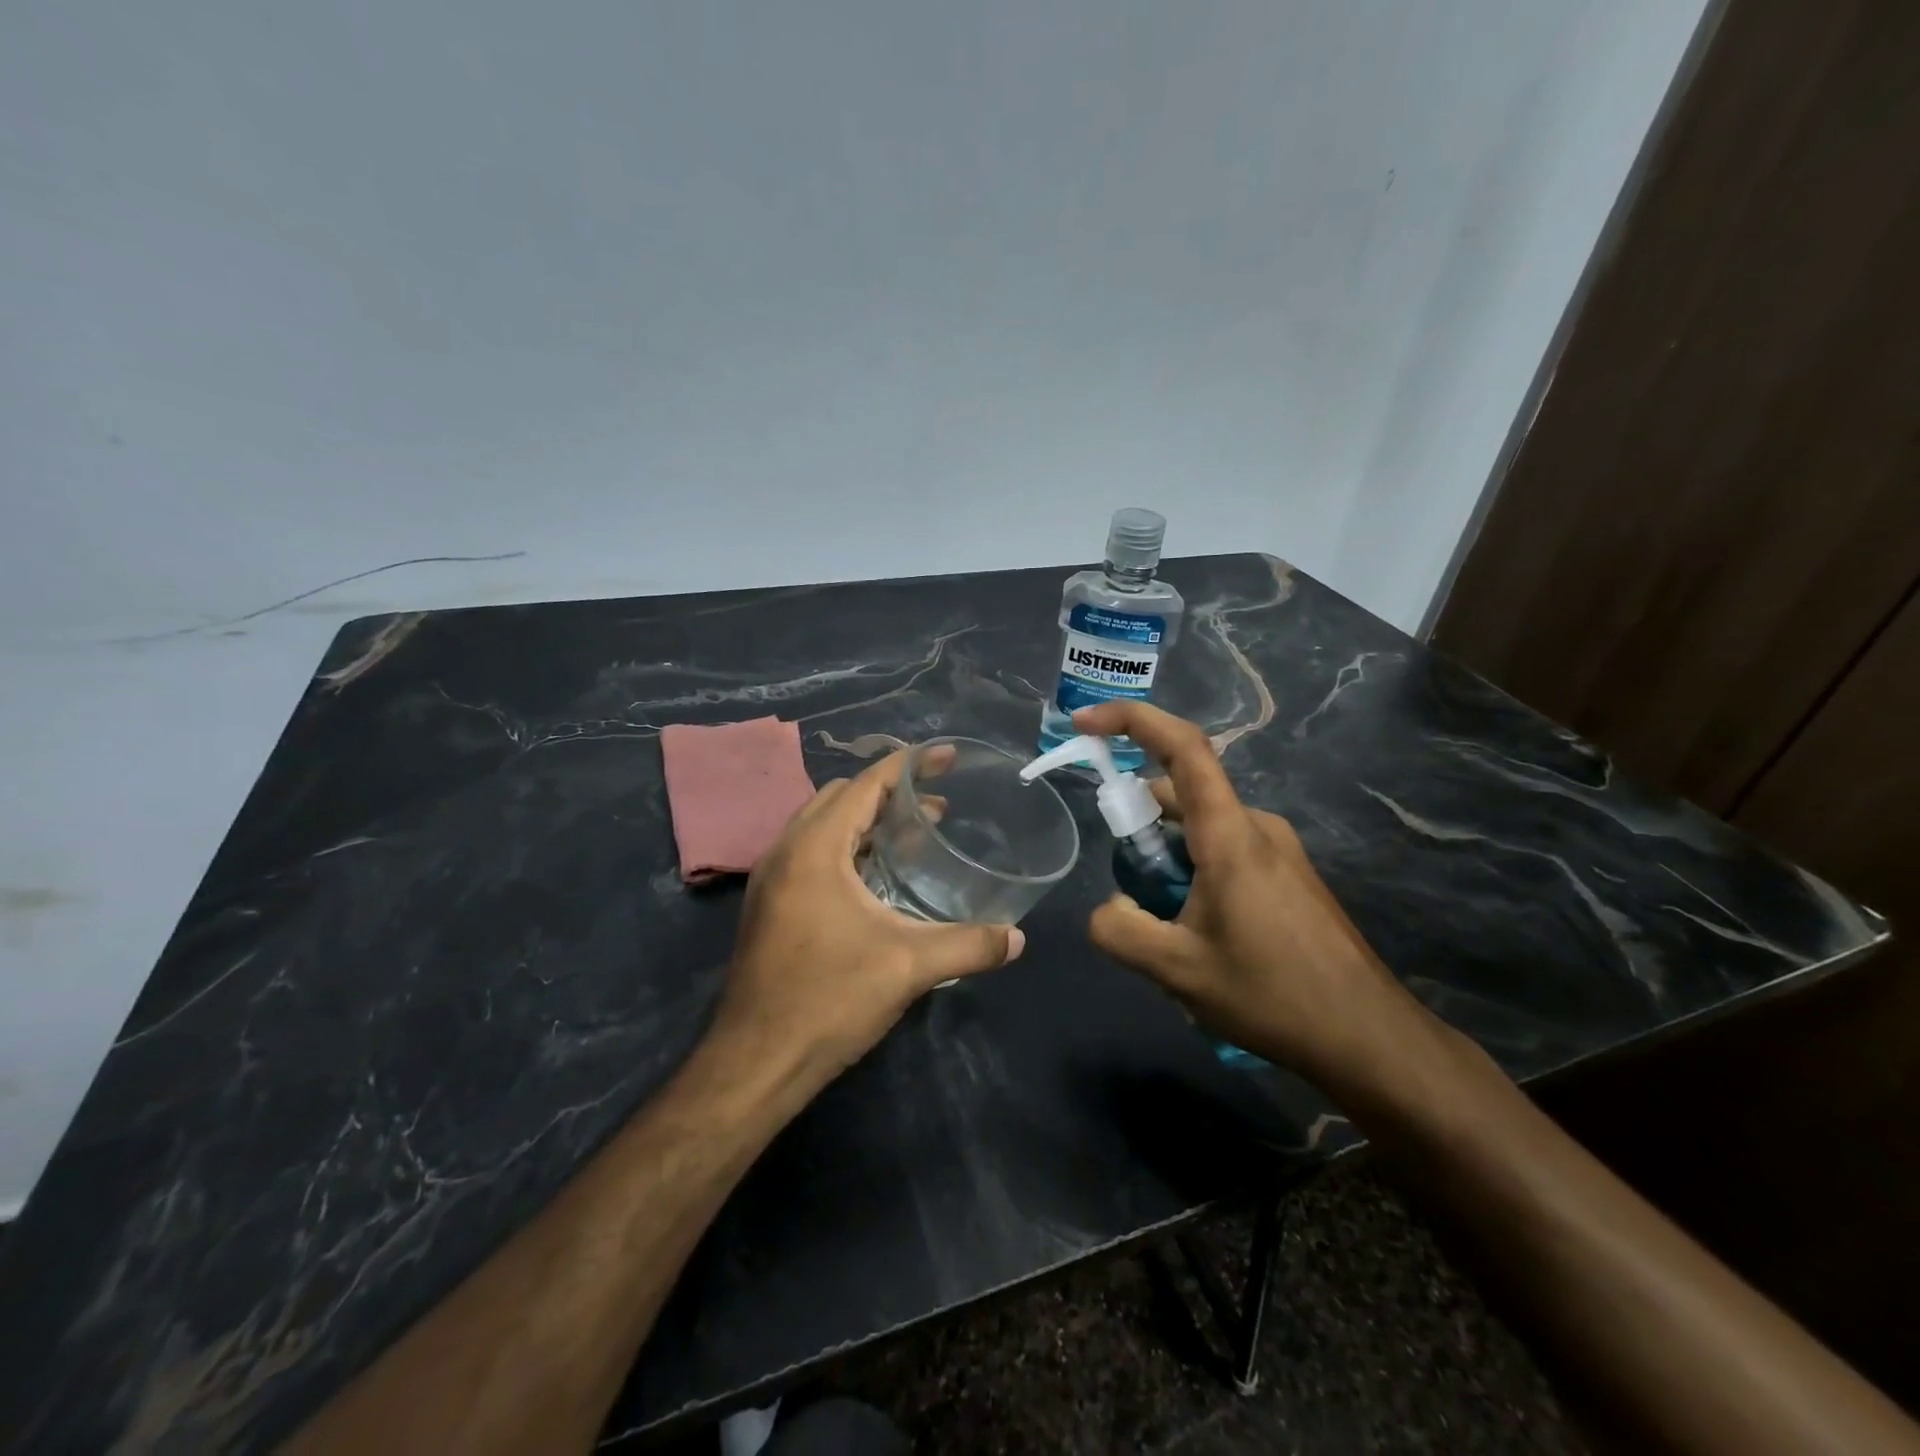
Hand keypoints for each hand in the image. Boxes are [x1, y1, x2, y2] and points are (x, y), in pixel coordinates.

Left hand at [716, 749, 1024, 1089]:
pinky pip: (810, 852)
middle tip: (936, 807)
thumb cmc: (829, 999)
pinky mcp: (769, 905)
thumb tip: (1018, 939)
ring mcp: (771, 879)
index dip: (909, 764)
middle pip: (840, 797)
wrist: (756, 1061)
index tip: (948, 757)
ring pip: (821, 825)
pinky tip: (876, 879)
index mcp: (814, 848)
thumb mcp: (909, 967)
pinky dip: (846, 847)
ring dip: (865, 820)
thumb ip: (970, 945)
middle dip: (889, 792)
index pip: (865, 784)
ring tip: (912, 836)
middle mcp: (786, 851)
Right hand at [1073, 700, 1419, 1091]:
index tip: (1085, 723)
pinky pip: (1225, 851)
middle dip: (1138, 824)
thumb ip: (1120, 930)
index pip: (1182, 746)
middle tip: (1127, 887)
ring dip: (1167, 858)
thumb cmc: (1273, 995)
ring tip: (1165, 928)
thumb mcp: (1177, 970)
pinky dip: (1194, 872)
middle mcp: (1257, 826)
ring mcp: (1278, 850)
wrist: (1369, 1038)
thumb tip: (1110, 906)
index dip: (1130, 720)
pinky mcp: (1289, 876)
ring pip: (1201, 828)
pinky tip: (1198, 934)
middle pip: (1182, 794)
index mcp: (1230, 834)